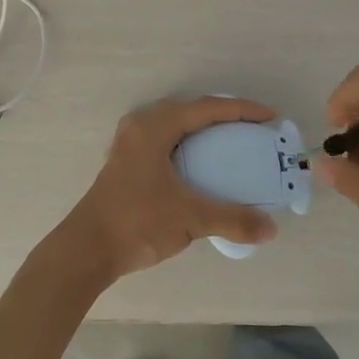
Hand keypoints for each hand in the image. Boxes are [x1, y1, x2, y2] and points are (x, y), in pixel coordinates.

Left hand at [63, 97, 279, 282]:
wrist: (87, 249)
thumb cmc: (137, 222)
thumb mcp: (190, 218)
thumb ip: (233, 219)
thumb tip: (271, 229)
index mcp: (154, 127)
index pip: (206, 108)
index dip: (241, 110)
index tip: (269, 118)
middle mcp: (140, 127)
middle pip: (190, 110)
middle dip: (222, 116)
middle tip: (251, 129)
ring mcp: (129, 144)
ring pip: (174, 126)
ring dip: (203, 131)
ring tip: (230, 143)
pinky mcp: (126, 163)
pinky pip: (165, 141)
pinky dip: (188, 145)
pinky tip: (200, 166)